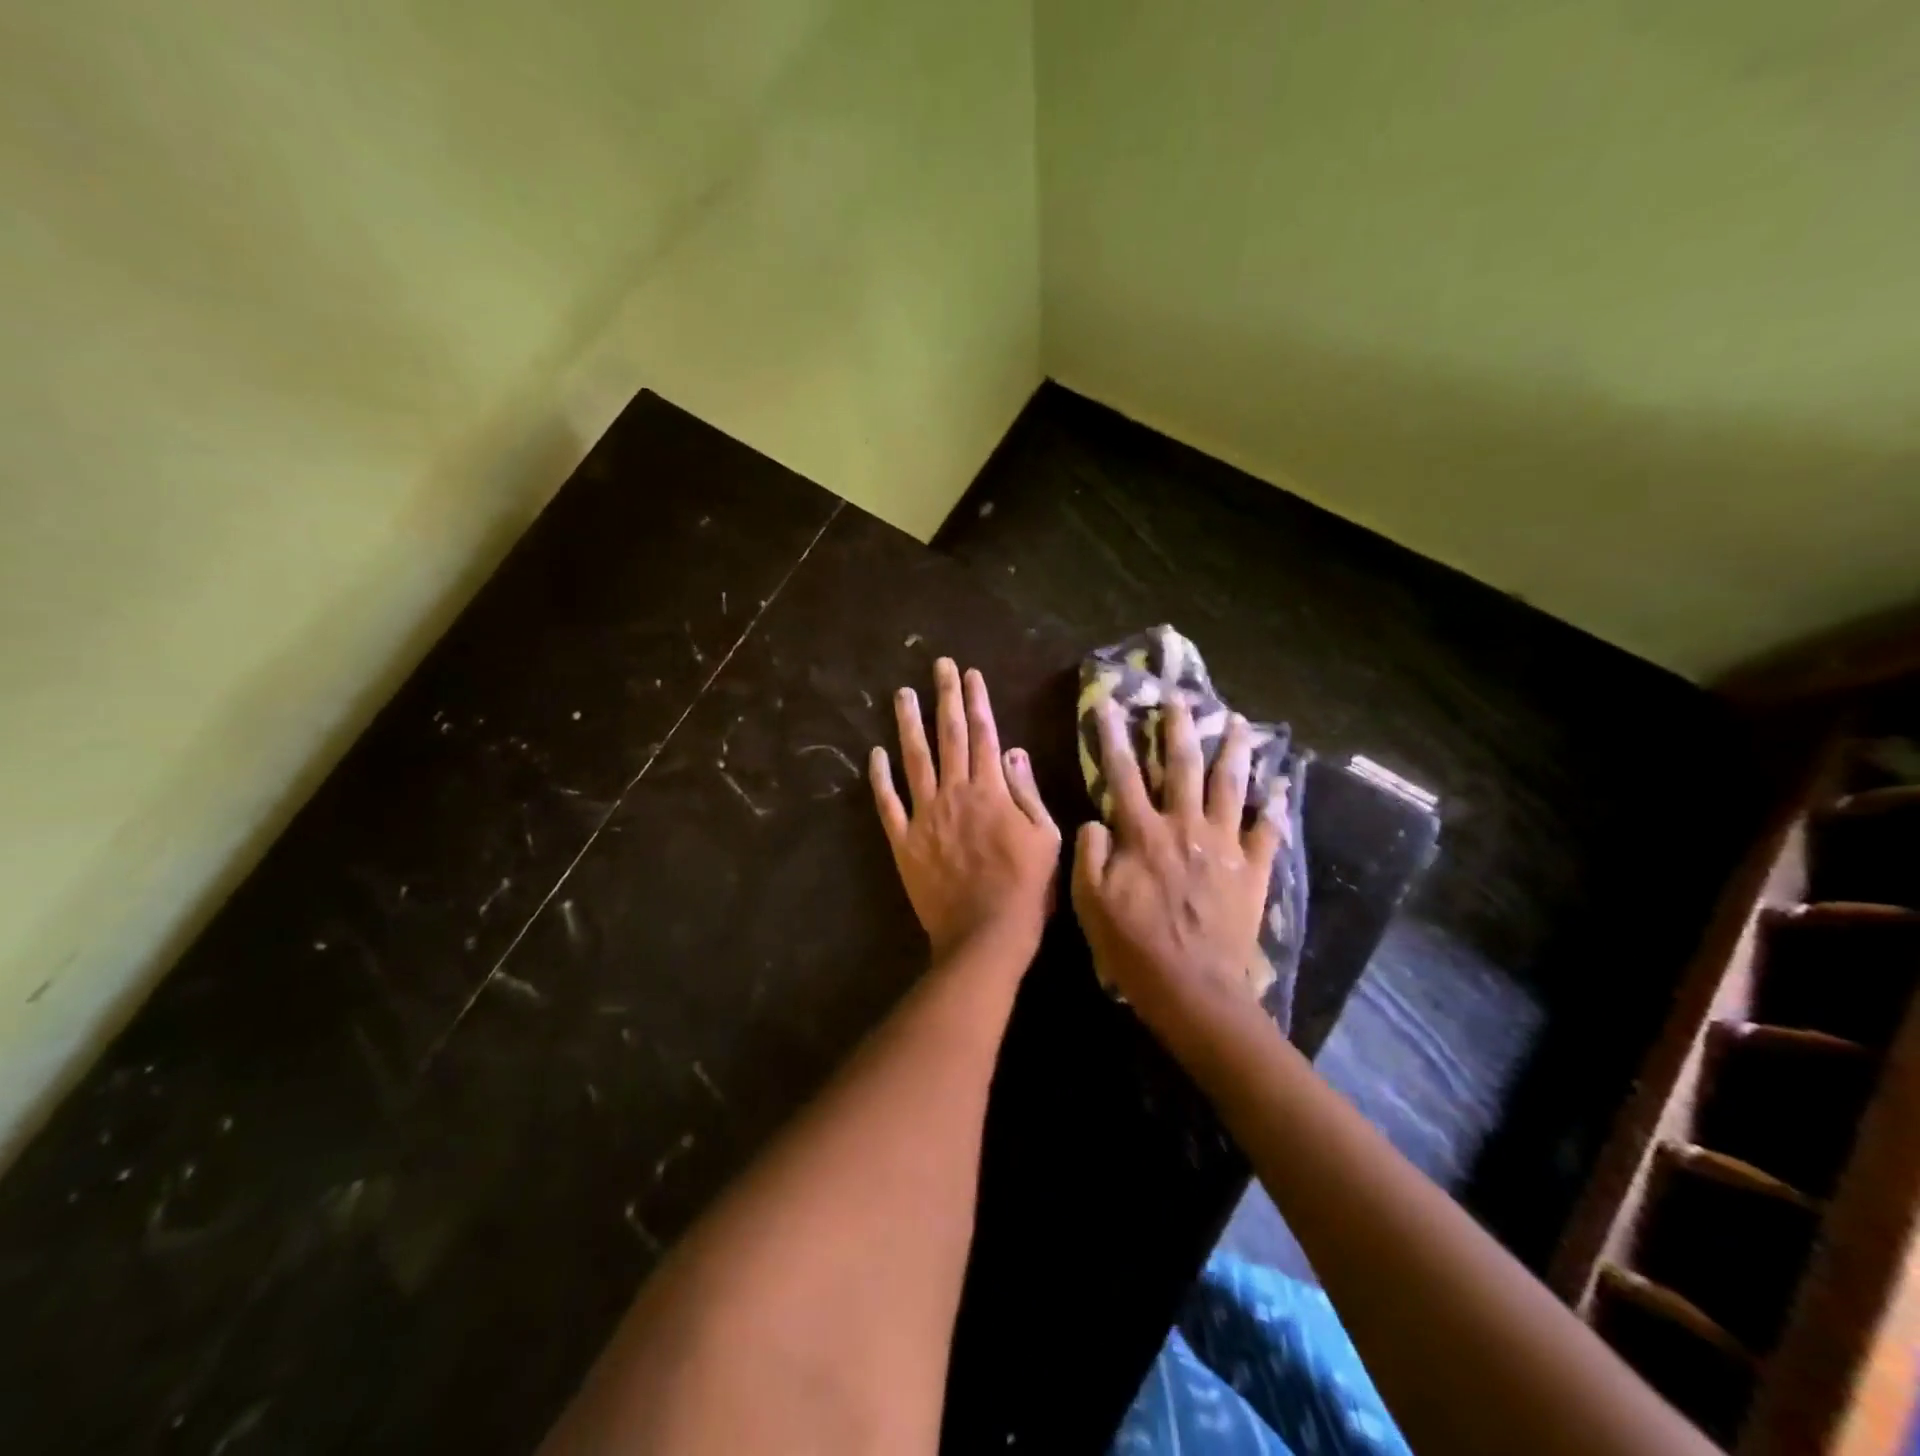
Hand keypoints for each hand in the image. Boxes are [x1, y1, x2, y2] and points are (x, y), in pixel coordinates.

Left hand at [869, 659, 1061, 961]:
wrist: (985, 934)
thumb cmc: (1026, 889)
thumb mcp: (1045, 837)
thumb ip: (1027, 792)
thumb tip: (1012, 750)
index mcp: (991, 790)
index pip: (983, 733)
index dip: (976, 700)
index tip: (970, 673)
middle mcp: (955, 793)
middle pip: (948, 736)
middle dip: (944, 697)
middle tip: (938, 666)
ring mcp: (925, 815)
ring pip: (914, 760)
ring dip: (908, 725)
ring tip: (902, 695)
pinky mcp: (904, 841)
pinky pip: (887, 804)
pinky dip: (880, 778)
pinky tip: (874, 754)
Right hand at [1071, 696, 1284, 1034]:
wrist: (1193, 988)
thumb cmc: (1133, 945)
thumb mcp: (1089, 901)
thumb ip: (1089, 853)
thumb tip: (1097, 821)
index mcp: (1143, 834)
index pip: (1123, 774)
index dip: (1114, 736)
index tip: (1111, 702)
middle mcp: (1185, 827)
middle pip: (1183, 767)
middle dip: (1180, 728)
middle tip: (1183, 697)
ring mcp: (1224, 846)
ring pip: (1231, 787)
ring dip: (1234, 752)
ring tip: (1240, 723)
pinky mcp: (1252, 870)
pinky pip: (1269, 831)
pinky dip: (1277, 807)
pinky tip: (1283, 786)